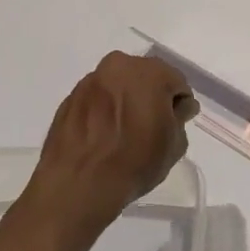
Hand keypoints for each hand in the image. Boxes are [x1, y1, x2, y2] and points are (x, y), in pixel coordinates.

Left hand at [27, 52, 196, 231]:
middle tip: (152, 126)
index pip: (177, 83)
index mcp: (149, 72)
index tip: (175, 125)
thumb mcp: (175, 144)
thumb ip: (180, 117)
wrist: (79, 184)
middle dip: (151, 97)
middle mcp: (118, 67)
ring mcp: (90, 81)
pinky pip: (97, 100)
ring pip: (118, 86)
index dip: (179, 105)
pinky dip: (104, 111)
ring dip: (126, 102)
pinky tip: (104, 136)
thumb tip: (177, 108)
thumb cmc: (135, 161)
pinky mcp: (69, 99)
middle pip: (145, 78)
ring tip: (125, 133)